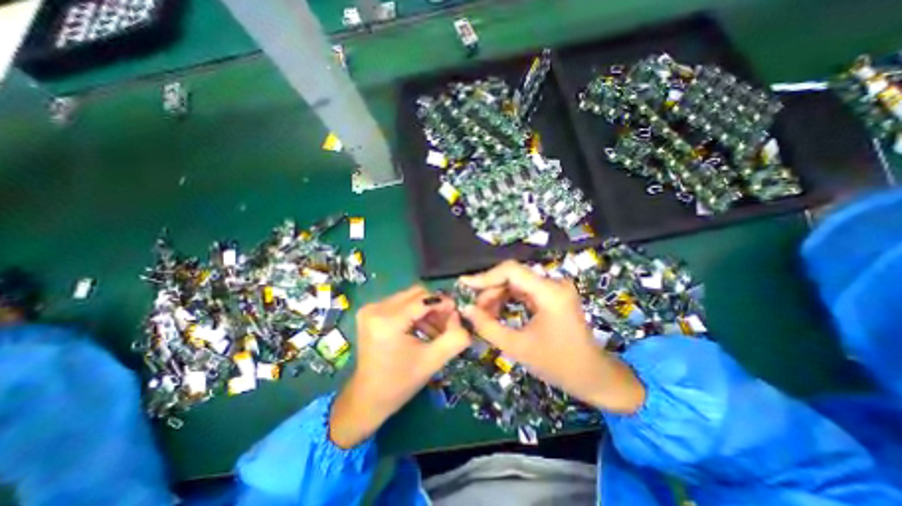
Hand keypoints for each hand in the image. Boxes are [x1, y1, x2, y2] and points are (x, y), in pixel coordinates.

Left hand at [330, 287, 471, 447]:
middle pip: (416, 294)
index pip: (423, 299)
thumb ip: (454, 338)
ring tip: (436, 329)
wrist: (368, 398)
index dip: (443, 303)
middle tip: (447, 323)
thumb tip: (460, 317)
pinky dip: (414, 313)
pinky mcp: (370, 312)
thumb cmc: (400, 383)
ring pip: (409, 297)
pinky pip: (400, 303)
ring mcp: (371, 308)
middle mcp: (376, 308)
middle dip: (435, 306)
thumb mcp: (432, 361)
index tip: (457, 313)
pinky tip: (422, 328)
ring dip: (425, 310)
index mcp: (388, 321)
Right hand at [461, 261, 644, 414]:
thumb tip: (466, 309)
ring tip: (484, 315)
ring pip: (516, 283)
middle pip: (512, 276)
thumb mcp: (518, 348)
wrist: (594, 376)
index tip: (465, 285)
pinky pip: (523, 291)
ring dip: (497, 296)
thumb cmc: (559, 365)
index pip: (511, 270)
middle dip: (490, 291)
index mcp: (550, 293)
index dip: (485, 276)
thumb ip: (488, 327)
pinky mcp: (552, 295)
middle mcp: (553, 284)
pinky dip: (508, 300)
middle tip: (475, 310)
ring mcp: (554, 288)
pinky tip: (498, 313)